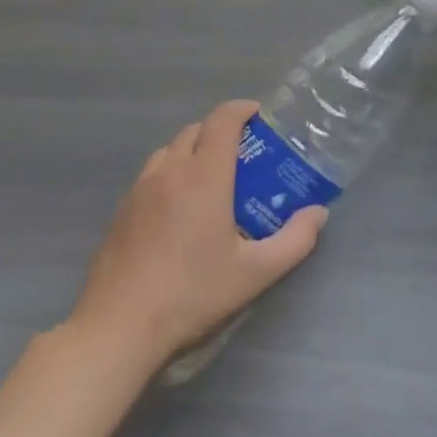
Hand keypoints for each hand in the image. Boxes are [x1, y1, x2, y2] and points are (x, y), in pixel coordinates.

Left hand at [68, 100, 327, 370]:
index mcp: (204, 175)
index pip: (222, 120)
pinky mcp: (121, 210)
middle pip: (195, 129)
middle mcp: (170, 171)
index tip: (258, 115)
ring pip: (170, 150)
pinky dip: (171, 173)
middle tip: (242, 155)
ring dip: (193, 149)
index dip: (242, 109)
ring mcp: (140, 189)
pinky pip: (151, 174)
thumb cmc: (191, 294)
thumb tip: (318, 213)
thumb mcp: (255, 273)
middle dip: (220, 130)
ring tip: (210, 179)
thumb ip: (295, 240)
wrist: (118, 328)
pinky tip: (178, 210)